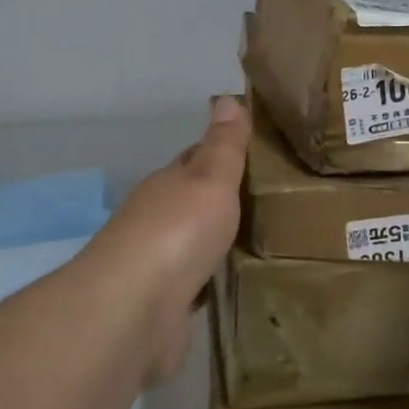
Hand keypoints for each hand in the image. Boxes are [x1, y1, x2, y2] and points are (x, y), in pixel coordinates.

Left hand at [83, 96, 248, 379]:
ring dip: (220, 242)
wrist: (134, 310)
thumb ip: (223, 146)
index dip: (224, 153)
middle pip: (196, 202)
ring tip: (265, 242)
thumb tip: (225, 98)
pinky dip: (214, 279)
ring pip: (197, 244)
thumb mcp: (209, 178)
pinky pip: (198, 284)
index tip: (259, 153)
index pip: (196, 159)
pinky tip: (237, 282)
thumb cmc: (176, 233)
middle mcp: (159, 219)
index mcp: (168, 184)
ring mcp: (159, 264)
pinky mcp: (165, 305)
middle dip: (226, 200)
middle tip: (273, 202)